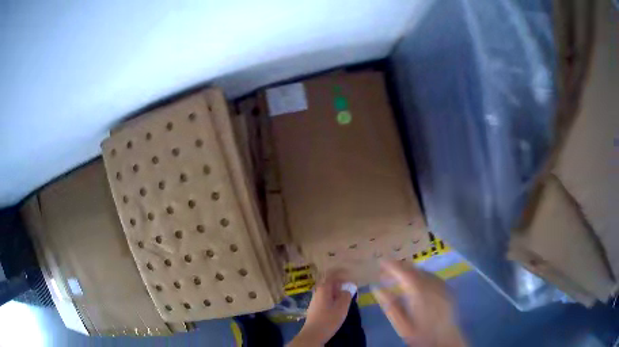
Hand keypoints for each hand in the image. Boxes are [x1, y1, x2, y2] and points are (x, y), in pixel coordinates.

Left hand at [289, 270, 354, 345]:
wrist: (314, 333)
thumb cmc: (329, 319)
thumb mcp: (342, 307)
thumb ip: (346, 295)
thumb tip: (349, 287)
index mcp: (323, 288)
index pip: (333, 275)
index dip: (342, 273)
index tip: (352, 274)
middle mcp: (318, 291)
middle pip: (330, 283)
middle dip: (341, 283)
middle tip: (352, 287)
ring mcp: (315, 299)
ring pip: (328, 291)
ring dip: (338, 291)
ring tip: (347, 296)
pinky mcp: (315, 307)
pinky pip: (326, 298)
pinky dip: (334, 298)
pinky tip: (339, 304)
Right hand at [373, 261, 465, 346]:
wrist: (446, 339)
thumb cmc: (420, 334)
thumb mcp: (401, 323)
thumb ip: (389, 305)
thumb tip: (376, 288)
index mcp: (419, 292)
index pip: (403, 271)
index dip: (392, 265)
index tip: (381, 262)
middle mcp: (432, 284)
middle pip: (414, 269)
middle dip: (399, 268)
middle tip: (386, 274)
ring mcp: (442, 285)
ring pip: (424, 272)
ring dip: (410, 272)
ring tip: (399, 280)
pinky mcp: (448, 288)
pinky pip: (432, 277)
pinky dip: (421, 277)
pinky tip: (416, 286)